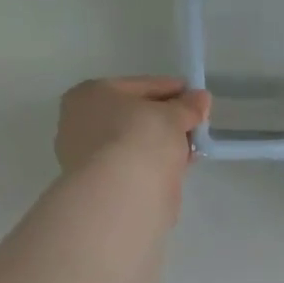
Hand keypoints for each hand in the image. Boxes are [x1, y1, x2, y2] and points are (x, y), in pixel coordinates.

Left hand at [55, 77, 209, 181]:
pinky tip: (178, 166)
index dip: (172, 89)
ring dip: (163, 144)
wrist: (120, 196)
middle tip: (196, 123)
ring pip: (136, 143)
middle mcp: (82, 123)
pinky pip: (136, 165)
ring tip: (192, 146)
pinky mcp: (102, 185)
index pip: (140, 86)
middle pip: (135, 116)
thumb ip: (187, 107)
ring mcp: (89, 157)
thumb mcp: (171, 116)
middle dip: (167, 119)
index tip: (197, 97)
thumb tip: (201, 99)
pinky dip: (155, 164)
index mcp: (91, 94)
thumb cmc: (139, 140)